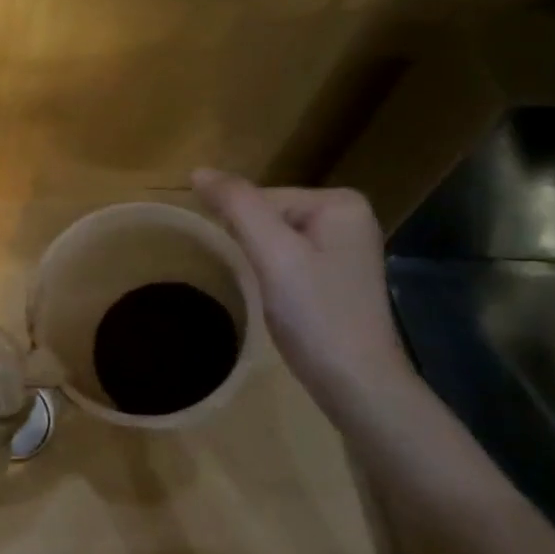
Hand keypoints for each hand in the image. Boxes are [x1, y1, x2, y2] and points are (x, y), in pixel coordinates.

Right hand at [193, 169, 416, 409]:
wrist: (356, 382)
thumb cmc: (316, 314)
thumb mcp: (273, 254)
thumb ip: (237, 206)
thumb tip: (198, 171)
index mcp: (340, 202)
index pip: (261, 198)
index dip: (243, 232)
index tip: (255, 268)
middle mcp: (348, 217)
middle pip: (268, 216)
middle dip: (253, 247)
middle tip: (263, 284)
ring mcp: (344, 248)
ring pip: (274, 239)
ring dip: (260, 262)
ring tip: (269, 294)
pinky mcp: (336, 276)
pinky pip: (288, 258)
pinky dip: (273, 276)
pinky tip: (281, 301)